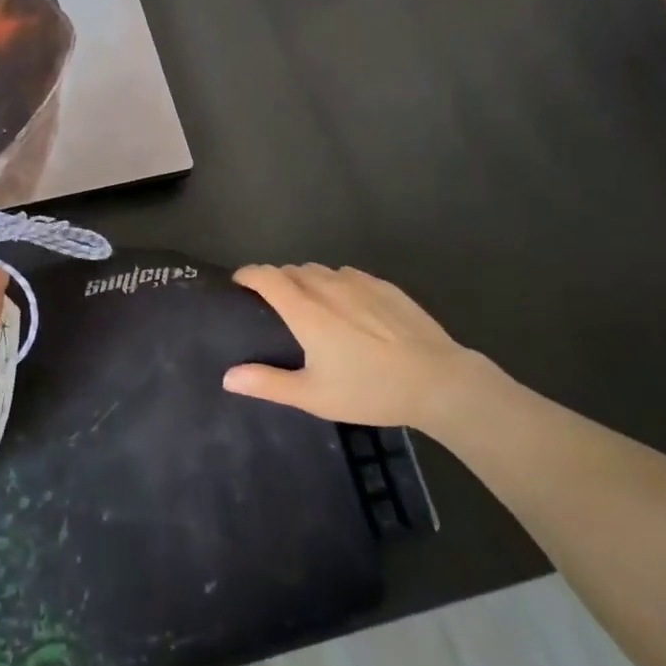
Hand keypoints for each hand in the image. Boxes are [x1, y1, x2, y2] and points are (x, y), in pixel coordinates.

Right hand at [224, 264, 473, 427]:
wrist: (438, 381)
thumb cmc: (370, 390)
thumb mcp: (315, 396)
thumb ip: (268, 383)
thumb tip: (227, 377)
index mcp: (305, 310)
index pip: (266, 275)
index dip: (248, 274)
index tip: (239, 284)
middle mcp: (327, 286)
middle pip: (291, 270)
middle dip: (277, 280)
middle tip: (275, 306)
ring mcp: (358, 282)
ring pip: (320, 270)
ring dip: (306, 280)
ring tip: (311, 304)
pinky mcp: (383, 285)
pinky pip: (348, 274)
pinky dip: (336, 283)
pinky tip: (348, 306)